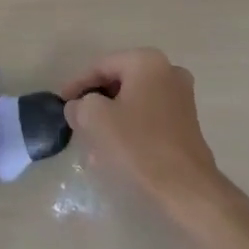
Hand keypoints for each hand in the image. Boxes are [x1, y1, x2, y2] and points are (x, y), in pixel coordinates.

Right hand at [61, 48, 233, 220]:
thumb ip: (80, 105)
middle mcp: (168, 70)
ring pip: (133, 100)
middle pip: (119, 81)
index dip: (77, 84)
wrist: (186, 186)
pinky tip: (114, 148)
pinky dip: (129, 126)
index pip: (101, 66)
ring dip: (111, 116)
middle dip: (96, 101)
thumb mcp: (96, 119)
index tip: (62, 102)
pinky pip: (148, 115)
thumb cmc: (139, 144)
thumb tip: (78, 107)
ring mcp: (181, 96)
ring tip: (91, 139)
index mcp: (147, 61)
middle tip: (76, 119)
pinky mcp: (186, 121)